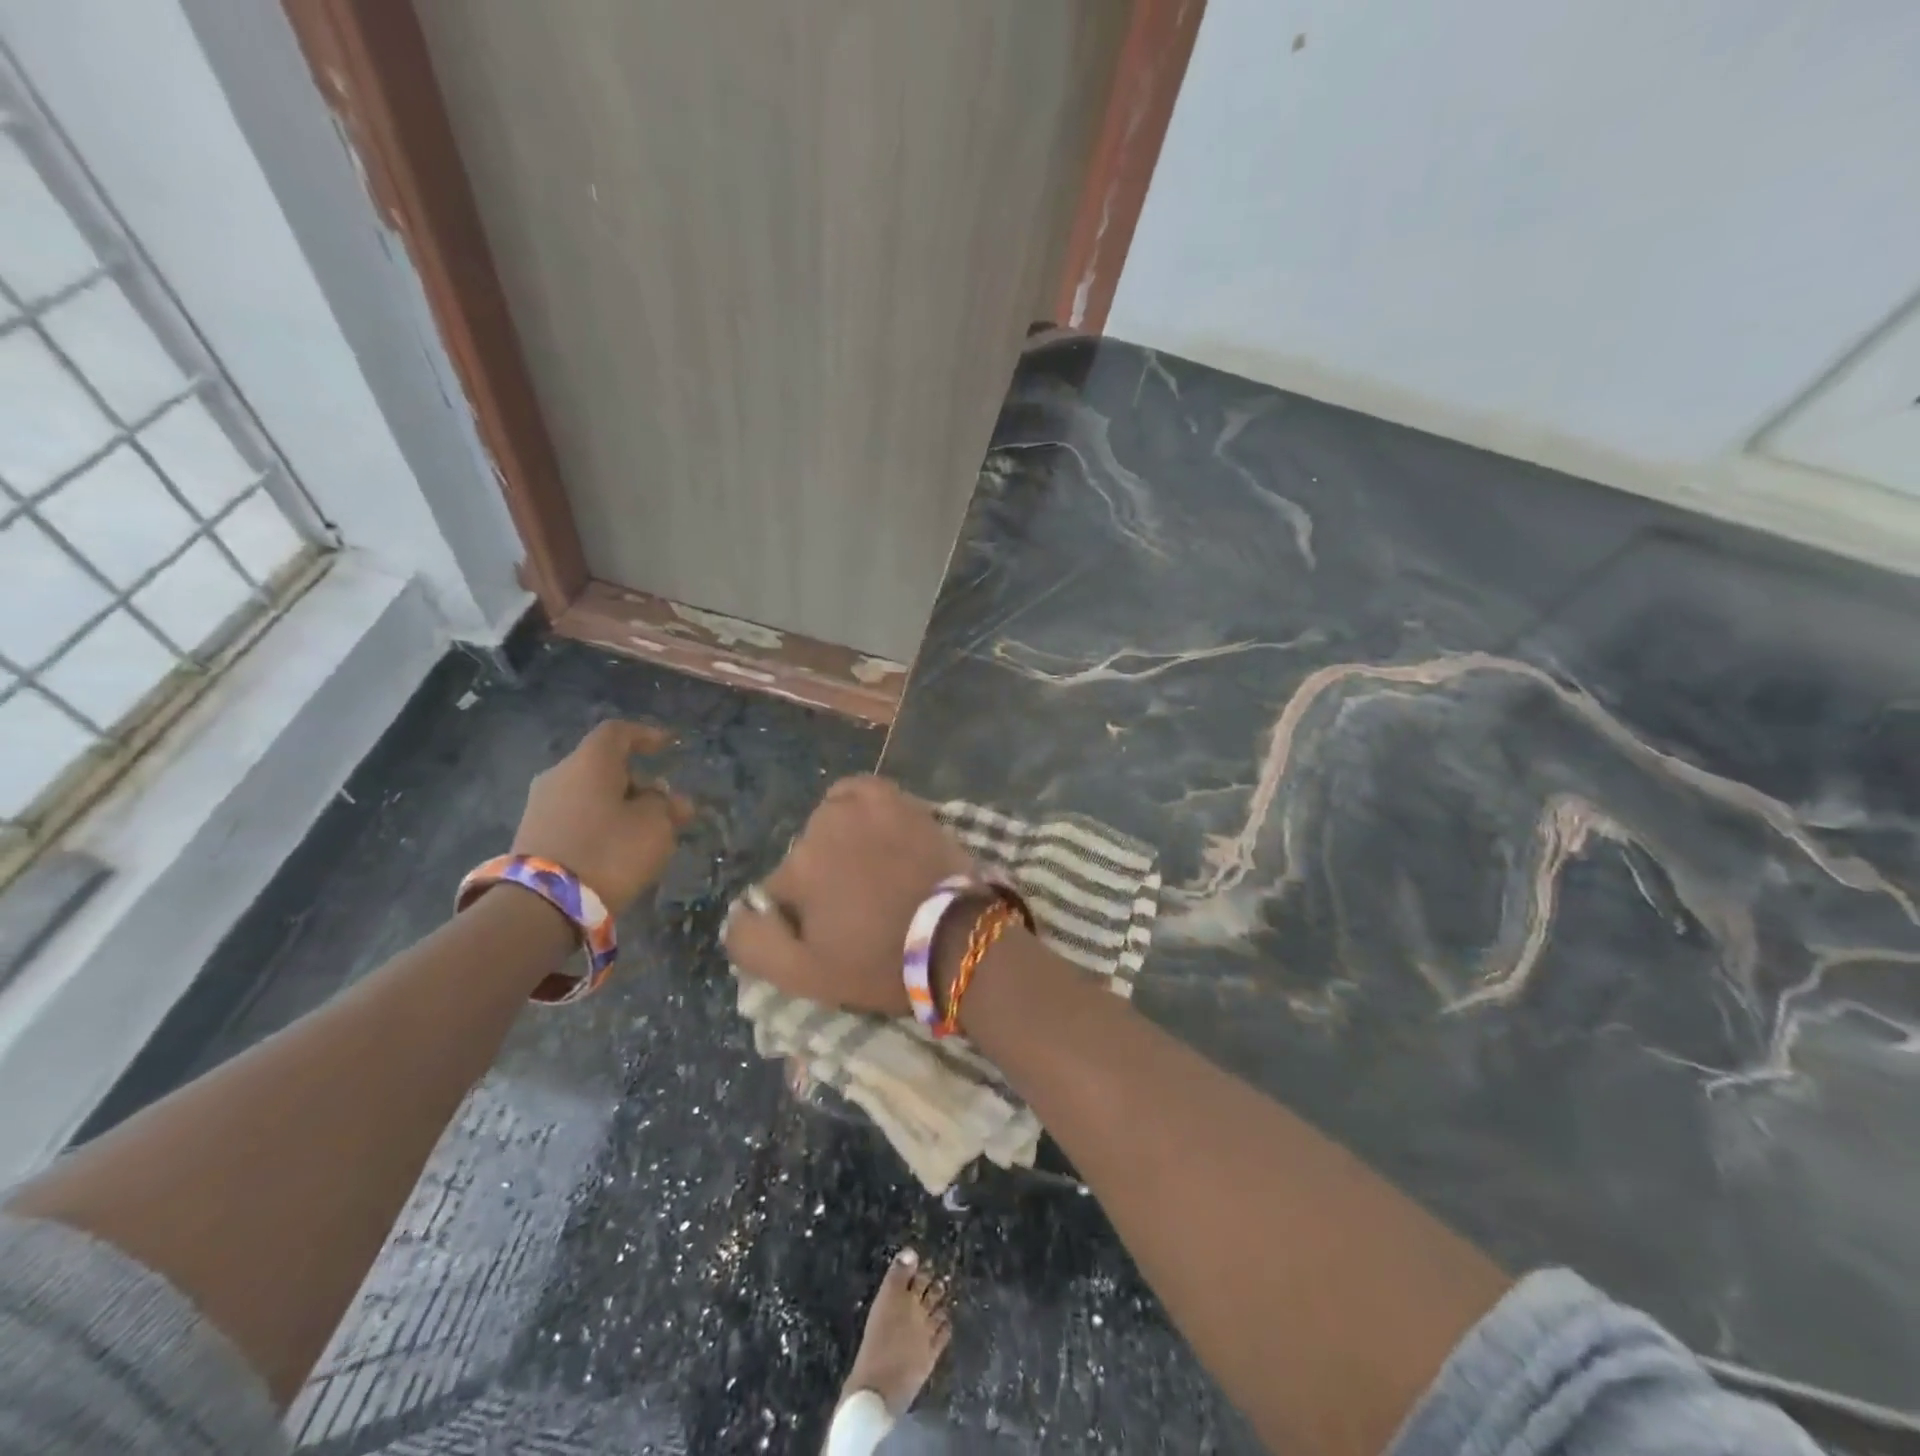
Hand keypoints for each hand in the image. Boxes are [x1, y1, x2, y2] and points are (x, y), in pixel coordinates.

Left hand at [512, 721, 695, 913]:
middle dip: (639, 782)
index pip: (617, 732)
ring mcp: (541, 806)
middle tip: (667, 805)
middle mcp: (559, 775)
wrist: (543, 905)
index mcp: (589, 762)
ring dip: (621, 805)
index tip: (669, 746)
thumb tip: (669, 799)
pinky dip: (601, 824)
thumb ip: (667, 806)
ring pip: (590, 794)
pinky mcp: (533, 836)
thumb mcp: (655, 826)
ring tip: (648, 831)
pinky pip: (577, 818)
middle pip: (604, 766)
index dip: (646, 735)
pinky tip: (620, 846)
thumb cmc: (610, 851)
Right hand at [723, 776, 974, 1014]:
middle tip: (856, 907)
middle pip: (805, 854)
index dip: (799, 916)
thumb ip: (751, 943)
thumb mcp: (802, 976)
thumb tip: (739, 911)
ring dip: (839, 842)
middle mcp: (824, 826)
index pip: (778, 890)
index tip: (830, 934)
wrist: (957, 940)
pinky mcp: (898, 799)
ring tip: (871, 872)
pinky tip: (872, 828)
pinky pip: (860, 791)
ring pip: (829, 822)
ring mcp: (864, 807)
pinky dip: (859, 805)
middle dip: (821, 878)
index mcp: (797, 867)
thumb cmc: (879, 963)